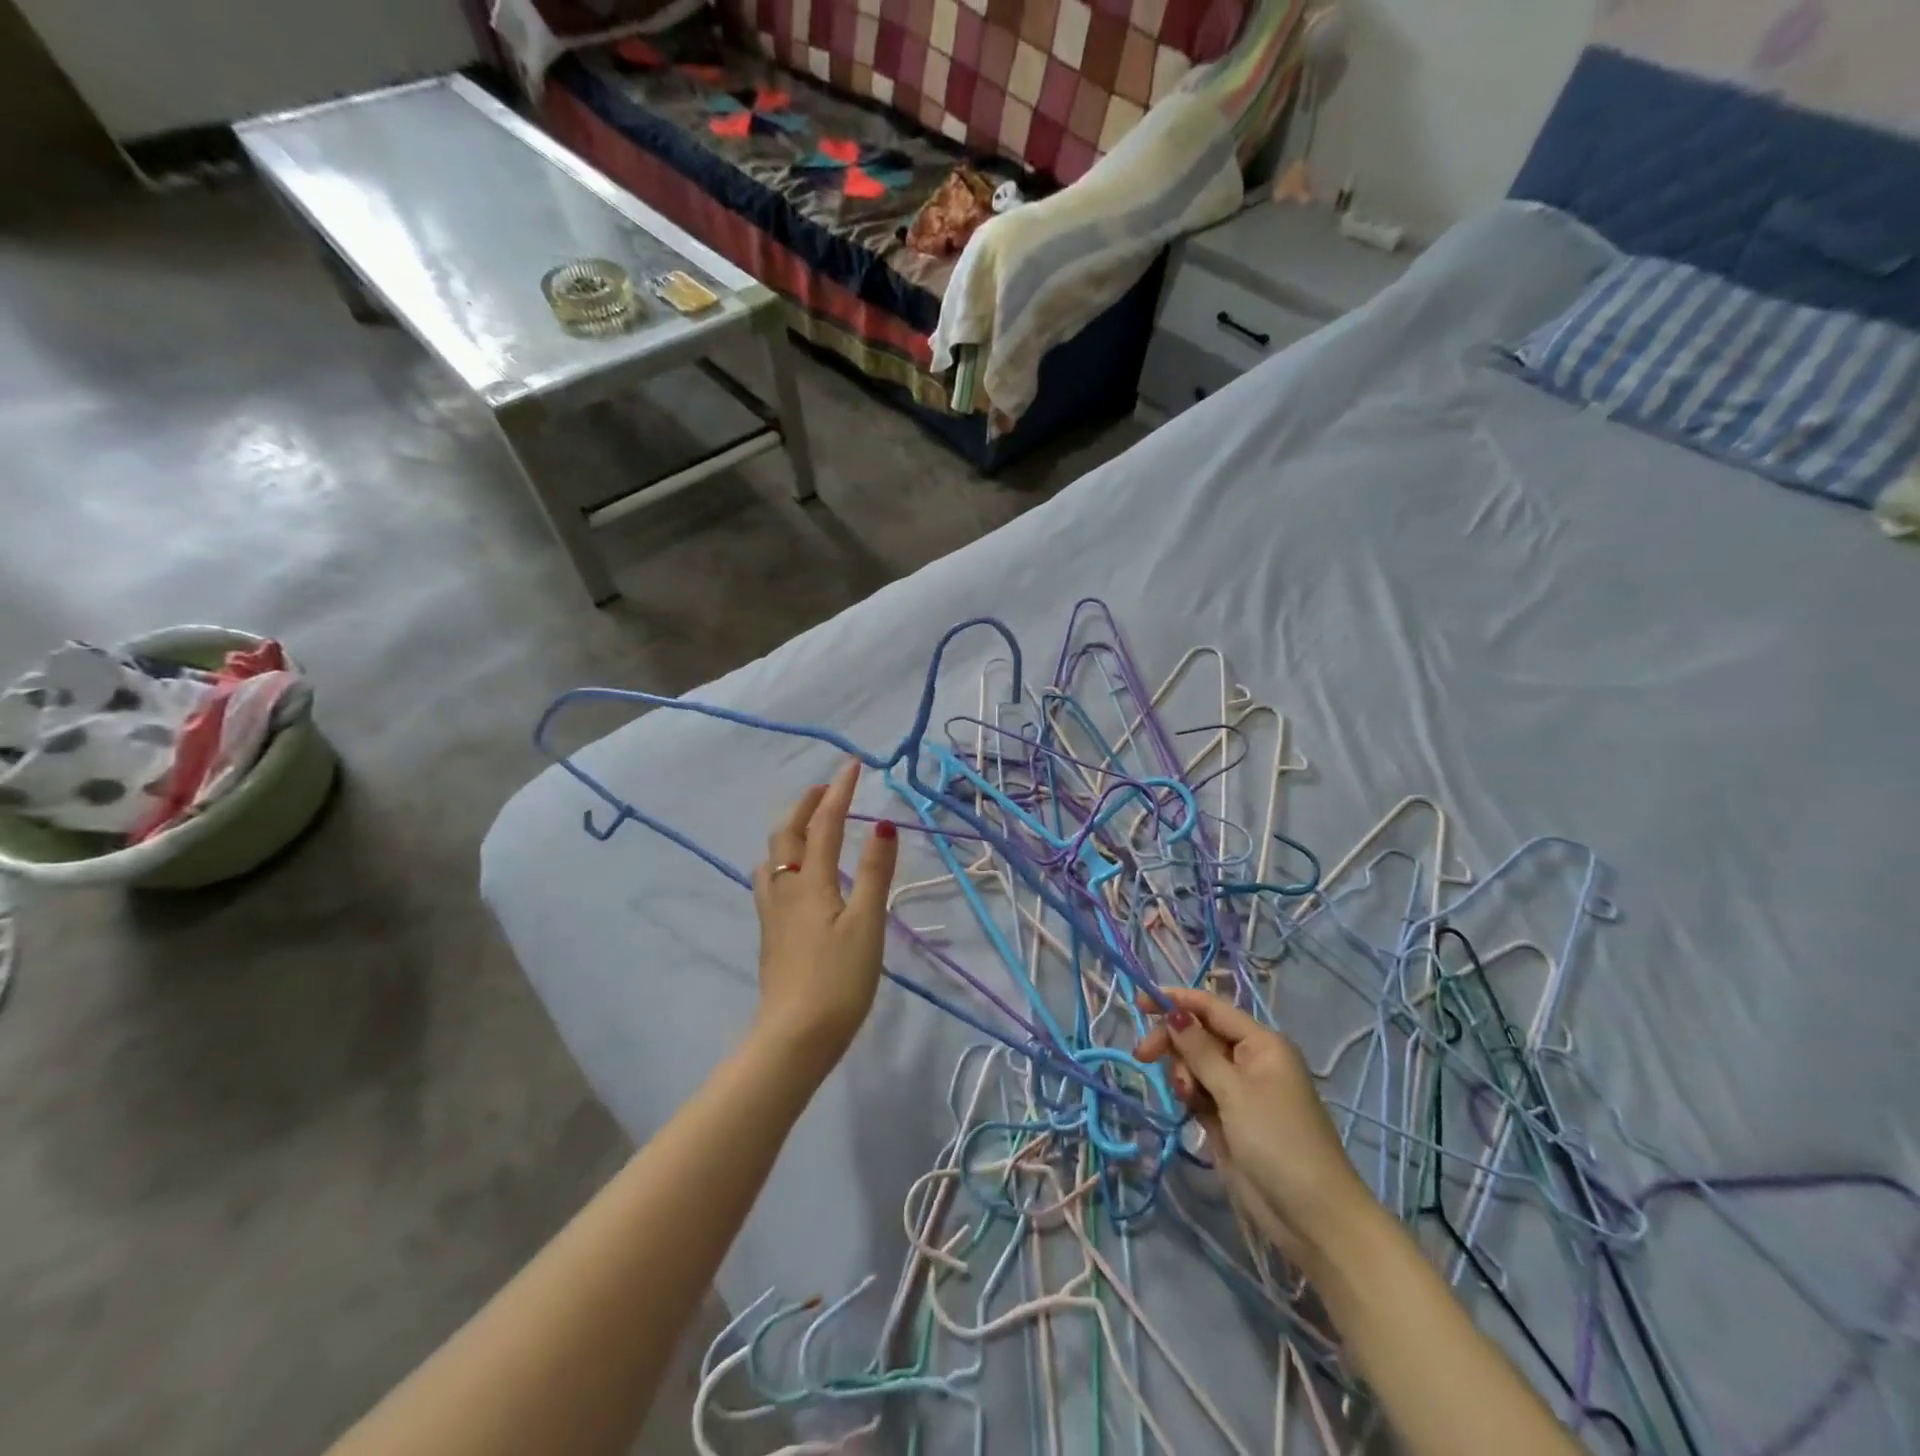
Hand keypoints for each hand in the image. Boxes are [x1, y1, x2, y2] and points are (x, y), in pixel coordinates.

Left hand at [750, 761, 898, 1072]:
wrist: (795, 1035)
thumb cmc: (839, 979)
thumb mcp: (867, 923)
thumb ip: (873, 872)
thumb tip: (882, 825)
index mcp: (810, 881)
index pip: (824, 824)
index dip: (839, 792)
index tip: (853, 765)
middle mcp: (785, 888)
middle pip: (786, 834)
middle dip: (805, 805)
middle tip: (826, 790)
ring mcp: (773, 912)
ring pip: (773, 856)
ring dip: (790, 830)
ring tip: (808, 825)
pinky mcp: (771, 934)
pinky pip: (770, 879)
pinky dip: (784, 857)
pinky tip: (793, 875)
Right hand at [1134, 985, 1372, 1264]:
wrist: (1311, 1217)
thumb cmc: (1278, 1142)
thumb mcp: (1235, 1091)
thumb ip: (1199, 1050)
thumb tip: (1174, 1012)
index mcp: (1261, 1044)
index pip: (1211, 1008)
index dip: (1175, 1001)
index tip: (1138, 1003)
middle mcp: (1250, 1060)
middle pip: (1199, 1035)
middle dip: (1173, 1042)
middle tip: (1142, 1056)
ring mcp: (1240, 1091)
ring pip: (1195, 1064)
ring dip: (1182, 1073)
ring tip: (1187, 1099)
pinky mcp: (1230, 1119)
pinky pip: (1199, 1091)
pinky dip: (1189, 1095)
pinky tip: (1188, 1109)